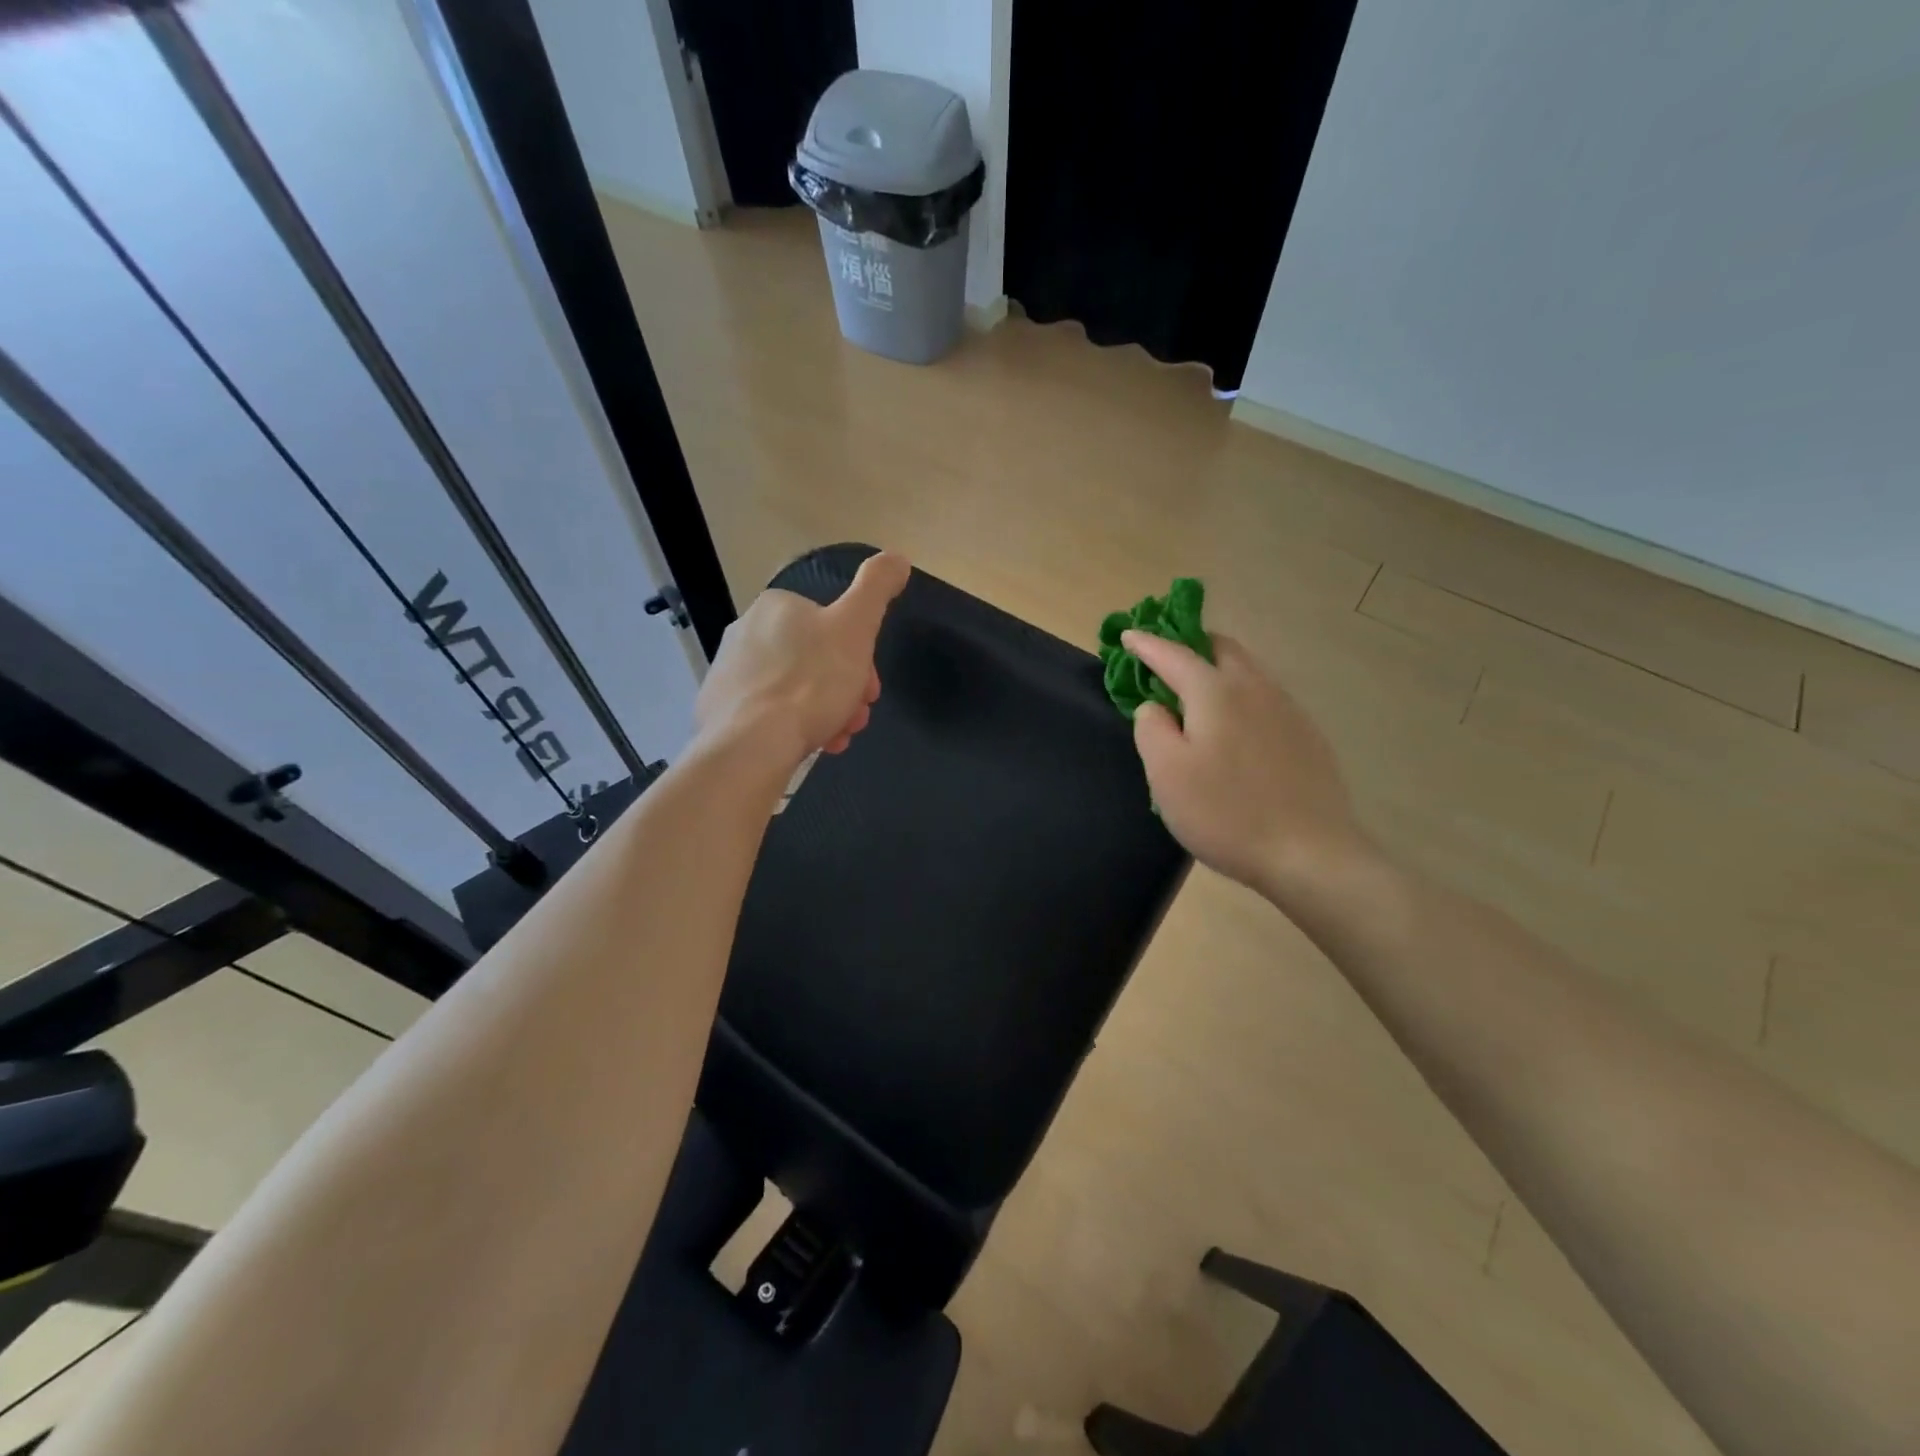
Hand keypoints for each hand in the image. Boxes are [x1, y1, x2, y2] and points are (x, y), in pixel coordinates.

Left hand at [695, 552, 911, 767]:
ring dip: (825, 711)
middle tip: (857, 718)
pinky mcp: (718, 709)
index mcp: (776, 606)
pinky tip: (809, 745)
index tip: (870, 689)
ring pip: (794, 690)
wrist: (752, 744)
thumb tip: (896, 557)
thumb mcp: (856, 627)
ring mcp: (728, 673)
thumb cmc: (811, 682)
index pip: (830, 627)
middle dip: (843, 689)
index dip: (860, 657)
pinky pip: (768, 714)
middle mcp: (745, 631)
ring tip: (837, 738)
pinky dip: (793, 727)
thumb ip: (877, 587)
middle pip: (814, 660)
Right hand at [1126, 630, 1370, 903]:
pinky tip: (1236, 723)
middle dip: (1190, 643)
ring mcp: (1287, 710)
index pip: (1174, 654)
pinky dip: (1241, 693)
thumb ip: (1151, 728)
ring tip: (1198, 688)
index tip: (1128, 635)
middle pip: (1221, 649)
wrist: (1310, 853)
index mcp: (1215, 692)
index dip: (1147, 643)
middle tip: (1167, 656)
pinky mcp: (1307, 735)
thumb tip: (1155, 706)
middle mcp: (1255, 688)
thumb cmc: (1225, 813)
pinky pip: (1266, 697)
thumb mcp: (1166, 773)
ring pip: (1248, 670)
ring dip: (1218, 667)